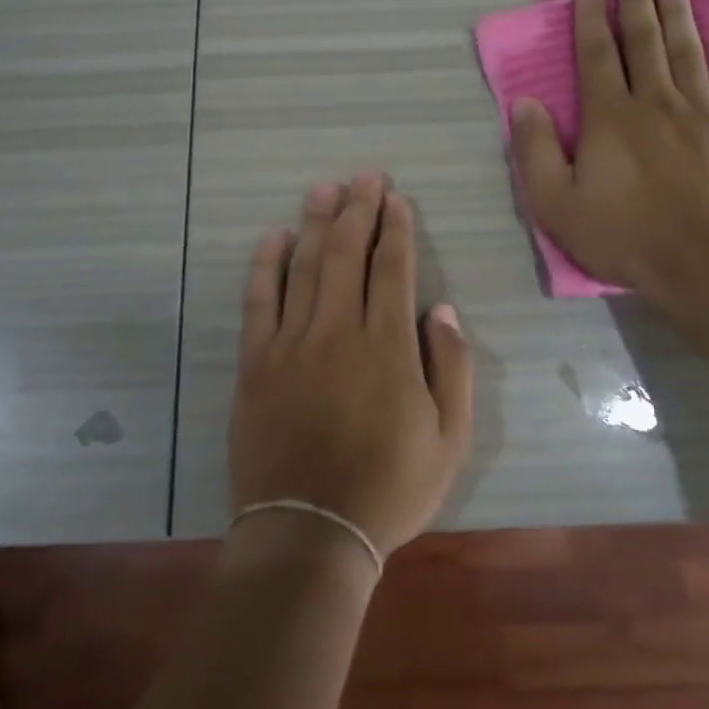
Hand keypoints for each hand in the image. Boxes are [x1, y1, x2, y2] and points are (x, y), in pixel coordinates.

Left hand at [229, 174, 474, 559]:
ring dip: (314, 223)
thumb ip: (453, 369)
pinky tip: (272, 237)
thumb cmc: (389, 488)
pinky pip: (258, 301)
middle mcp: (338, 332)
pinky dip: (265, 265)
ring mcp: (291, 344)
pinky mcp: (255, 362)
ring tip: (323, 189)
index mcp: (388, 347)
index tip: (395, 199)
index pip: (392, 269)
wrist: (309, 531)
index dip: (395, 228)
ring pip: (303, 267)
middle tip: (364, 177)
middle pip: (346, 254)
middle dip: (357, 210)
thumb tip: (442, 309)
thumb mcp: (450, 439)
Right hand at [511, 0, 708, 298]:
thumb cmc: (622, 236)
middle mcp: (655, 101)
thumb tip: (525, 103)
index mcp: (609, 116)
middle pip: (644, 41)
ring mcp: (703, 113)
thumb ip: (534, 151)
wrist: (701, 266)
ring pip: (688, 50)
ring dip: (678, 13)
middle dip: (635, 2)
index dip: (589, 20)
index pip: (595, 56)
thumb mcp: (555, 204)